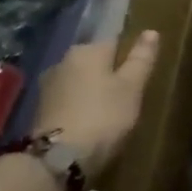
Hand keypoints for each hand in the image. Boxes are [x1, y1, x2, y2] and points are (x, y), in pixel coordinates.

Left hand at [34, 30, 160, 174]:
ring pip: (80, 82)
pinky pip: (69, 101)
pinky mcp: (40, 110)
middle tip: (127, 100)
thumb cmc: (103, 116)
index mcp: (87, 50)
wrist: (59, 159)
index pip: (115, 43)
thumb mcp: (132, 87)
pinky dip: (80, 108)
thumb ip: (141, 58)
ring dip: (93, 93)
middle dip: (109, 76)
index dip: (129, 60)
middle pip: (95, 63)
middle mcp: (63, 61)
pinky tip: (89, 125)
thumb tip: (151, 31)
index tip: (139, 80)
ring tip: (109, 115)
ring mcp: (48, 86)